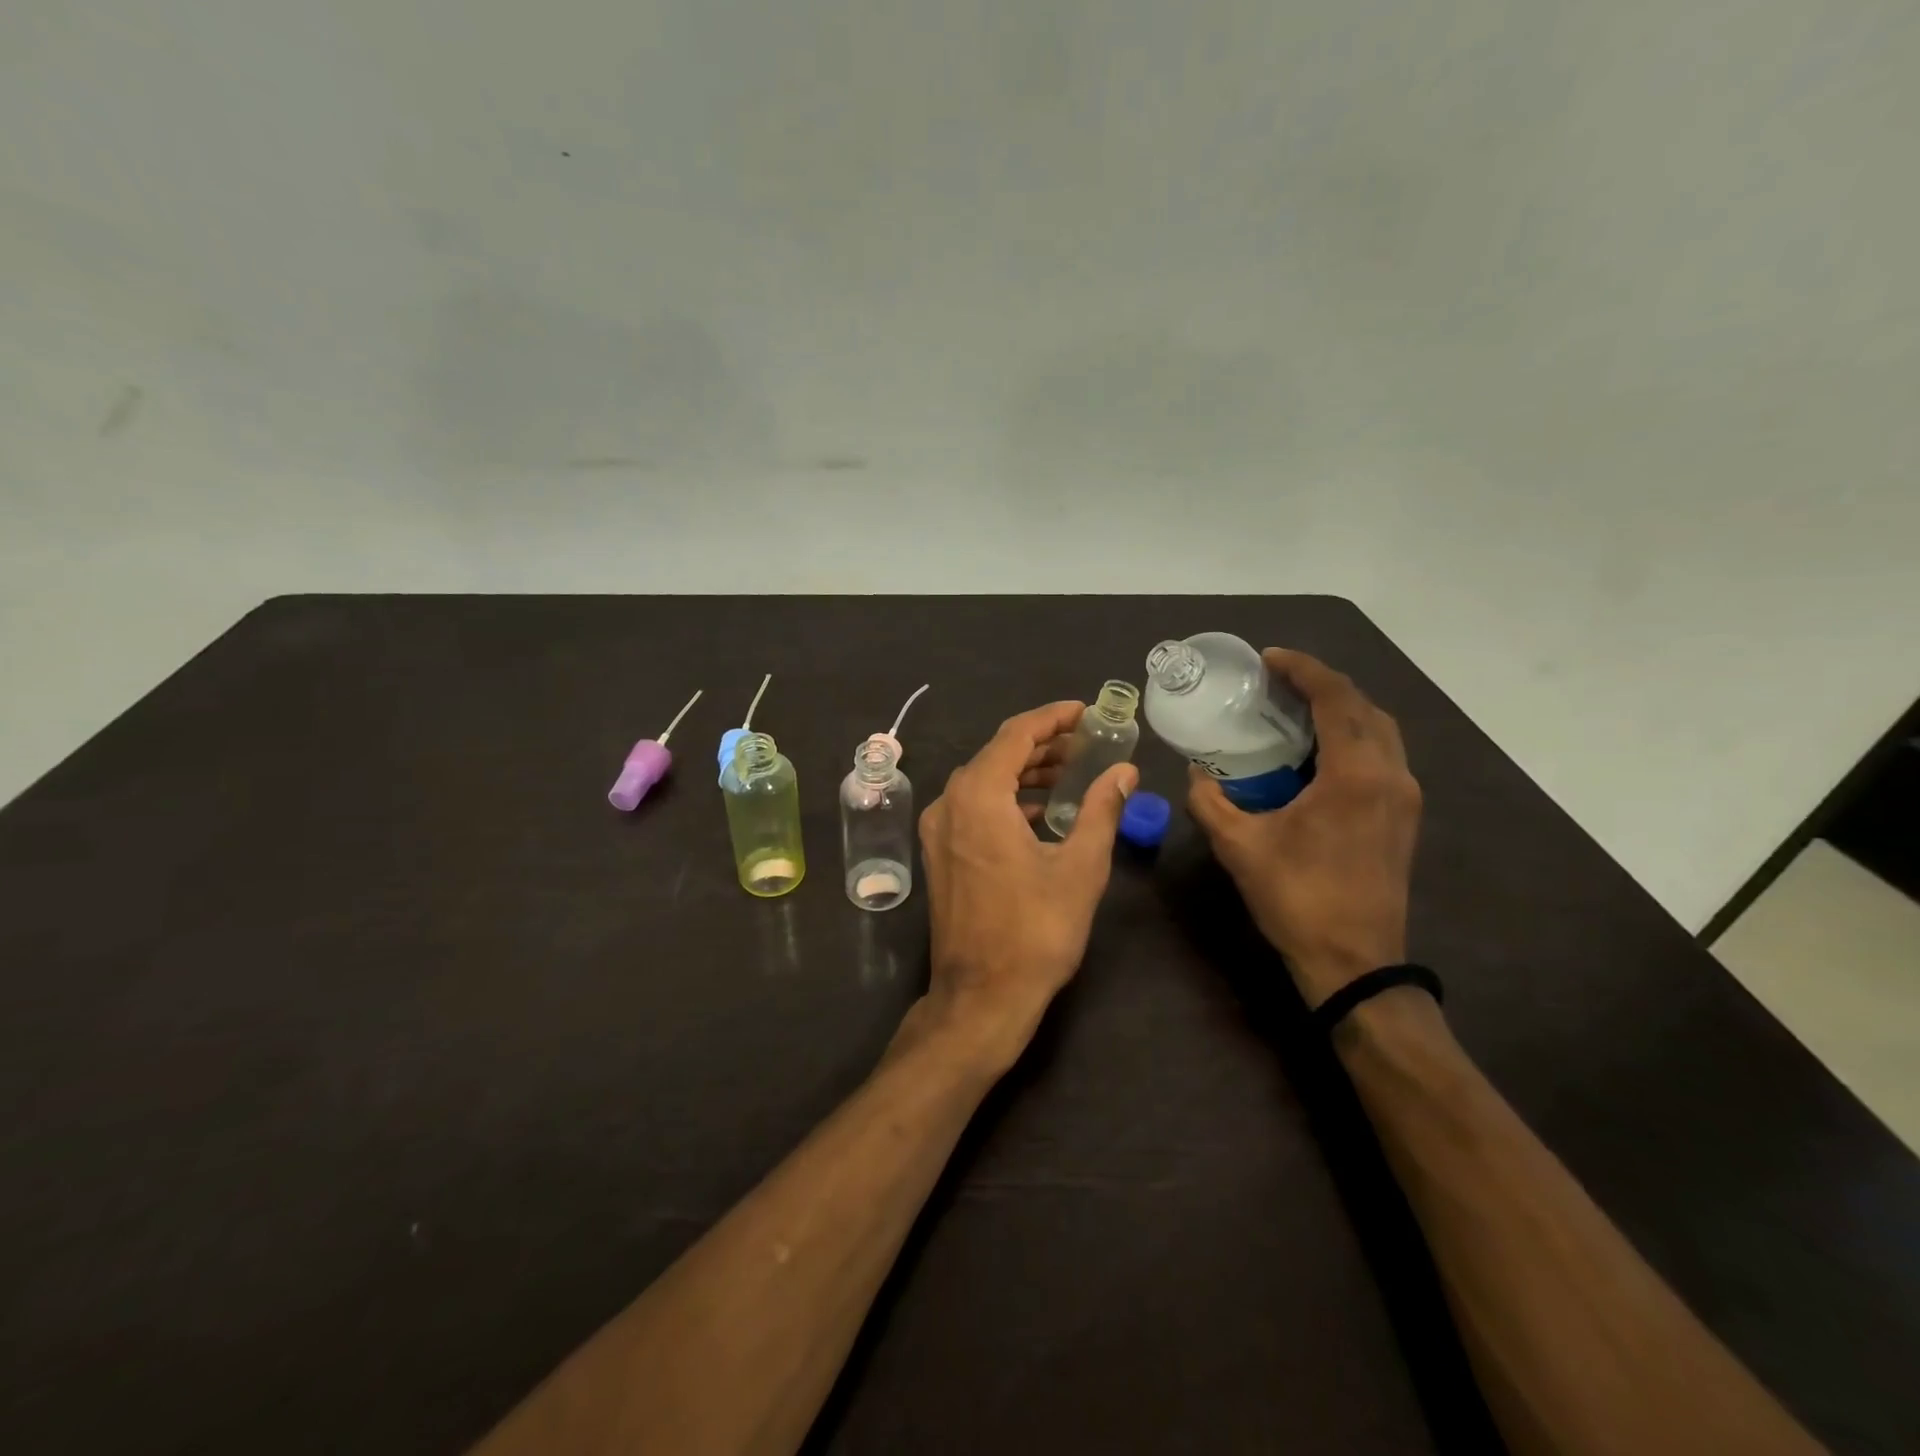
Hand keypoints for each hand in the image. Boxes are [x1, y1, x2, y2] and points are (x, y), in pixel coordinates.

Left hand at [908, 702, 1138, 1072]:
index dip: (1052, 718)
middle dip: (1042, 745)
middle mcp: (948, 803)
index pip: (1015, 734)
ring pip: (982, 781)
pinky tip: (1038, 811)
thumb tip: (1125, 772)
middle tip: (1086, 744)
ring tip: (1070, 774)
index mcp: (978, 796)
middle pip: (996, 754)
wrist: (981, 996)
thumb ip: (1102, 810)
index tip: (1085, 711)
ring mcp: (937, 830)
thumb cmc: (1036, 931)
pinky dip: (1005, 798)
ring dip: (1024, 772)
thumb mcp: (1080, 867)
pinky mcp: (939, 854)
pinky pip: (972, 807)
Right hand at [1187, 649, 1421, 1007]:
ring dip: (1342, 710)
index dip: (1303, 670)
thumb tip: (1197, 774)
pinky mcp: (1404, 818)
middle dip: (1323, 684)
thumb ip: (1210, 802)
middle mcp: (1390, 776)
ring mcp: (1404, 798)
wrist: (1355, 962)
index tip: (1269, 658)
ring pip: (1381, 731)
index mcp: (1355, 775)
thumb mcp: (1239, 847)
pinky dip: (1353, 738)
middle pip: (1365, 707)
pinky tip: (1317, 753)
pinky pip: (1383, 756)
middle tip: (1279, 681)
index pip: (1336, 699)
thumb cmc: (1297, 898)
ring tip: (1297, 710)